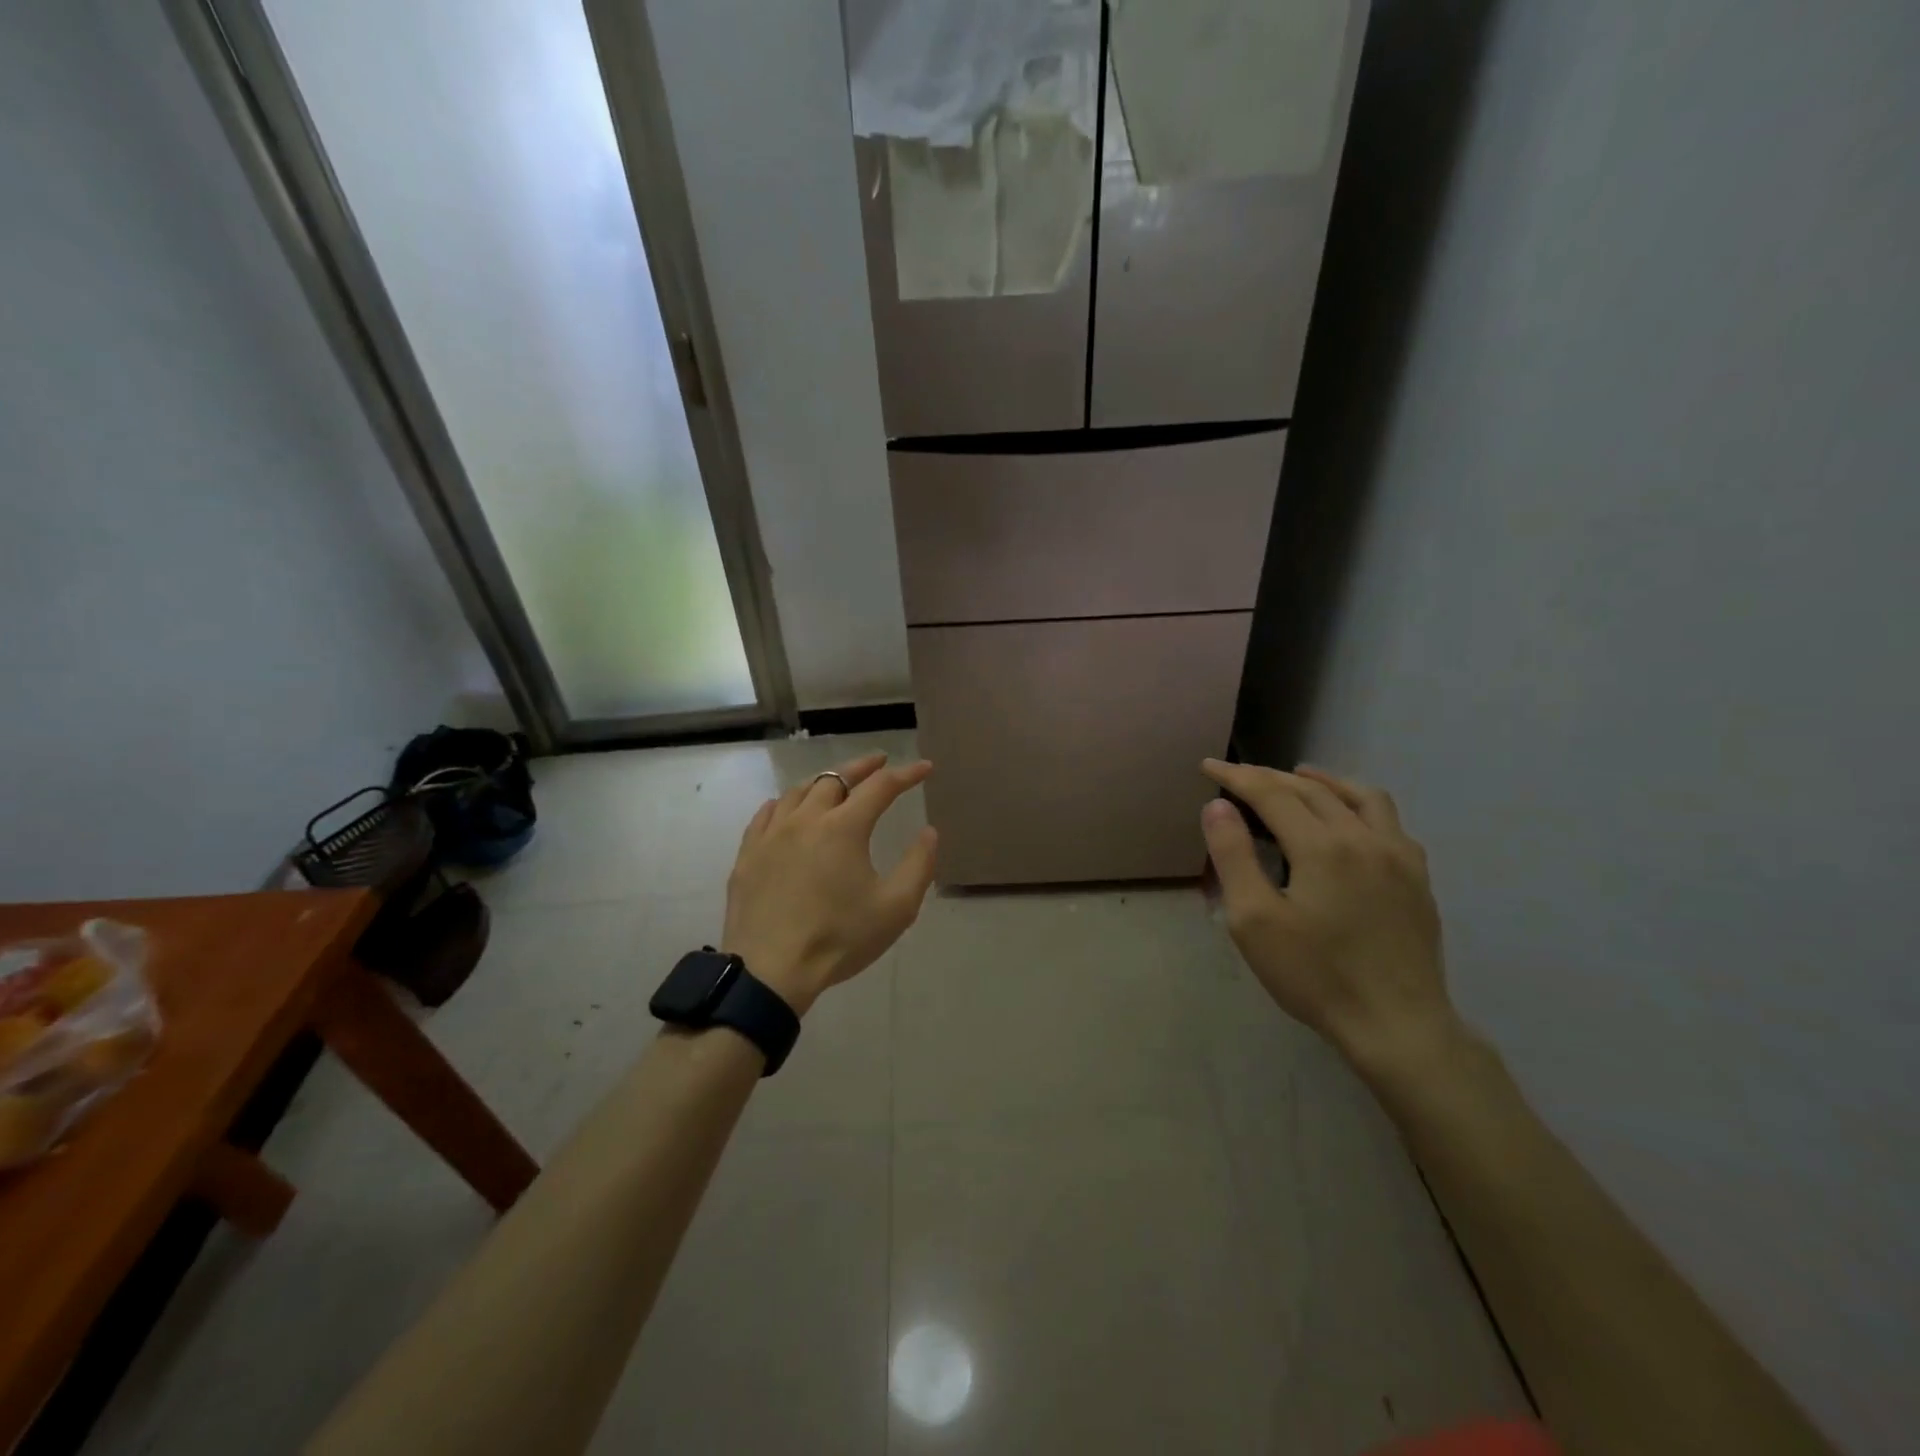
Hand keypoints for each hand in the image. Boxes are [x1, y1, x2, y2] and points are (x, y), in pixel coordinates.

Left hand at [721, 753, 937, 1015]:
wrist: (769, 971)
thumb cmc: (839, 939)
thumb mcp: (896, 908)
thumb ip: (919, 865)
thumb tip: (929, 832)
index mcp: (844, 827)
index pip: (881, 787)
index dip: (907, 774)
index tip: (925, 768)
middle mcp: (806, 818)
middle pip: (836, 778)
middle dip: (863, 767)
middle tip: (880, 762)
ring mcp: (771, 834)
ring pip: (799, 791)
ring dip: (824, 782)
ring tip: (837, 784)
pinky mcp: (748, 854)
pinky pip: (766, 814)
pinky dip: (785, 803)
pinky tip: (788, 808)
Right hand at [1199, 759, 1463, 1080]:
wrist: (1397, 1025)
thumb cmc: (1315, 975)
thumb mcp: (1254, 921)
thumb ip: (1233, 856)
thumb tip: (1218, 806)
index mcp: (1322, 846)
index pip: (1272, 793)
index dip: (1237, 776)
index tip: (1208, 766)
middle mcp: (1364, 837)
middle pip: (1312, 790)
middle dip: (1270, 777)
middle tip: (1238, 776)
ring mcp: (1399, 856)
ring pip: (1359, 796)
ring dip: (1322, 782)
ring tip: (1299, 779)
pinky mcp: (1418, 878)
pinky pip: (1389, 821)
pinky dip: (1359, 805)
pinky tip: (1350, 821)